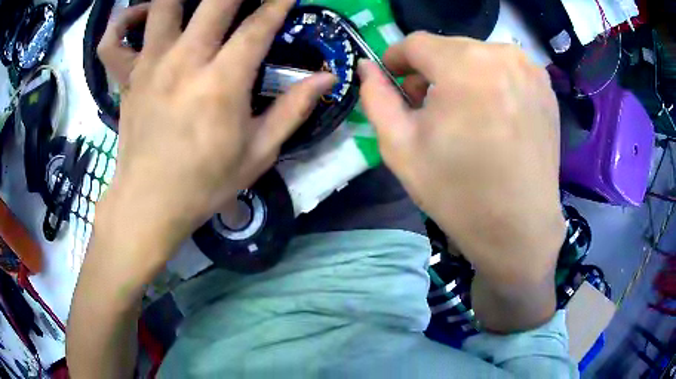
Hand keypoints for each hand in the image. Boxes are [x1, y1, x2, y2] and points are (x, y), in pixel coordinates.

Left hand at [96, 0, 334, 263]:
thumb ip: (293, 109)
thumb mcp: (258, 154)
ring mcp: (149, 65)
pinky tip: (139, 16)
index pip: (257, 27)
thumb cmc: (204, 184)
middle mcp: (184, 62)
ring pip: (161, 6)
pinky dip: (122, 22)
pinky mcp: (126, 77)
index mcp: (221, 83)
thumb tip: (328, 78)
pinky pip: (112, 41)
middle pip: (214, 2)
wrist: (149, 204)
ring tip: (193, 2)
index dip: (278, 3)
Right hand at [359, 33, 565, 287]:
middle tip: (427, 108)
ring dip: (461, 76)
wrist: (519, 229)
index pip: (415, 43)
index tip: (392, 80)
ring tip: (462, 114)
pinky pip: (505, 70)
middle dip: (430, 71)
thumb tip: (366, 68)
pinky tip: (492, 116)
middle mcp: (502, 54)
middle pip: (448, 48)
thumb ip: (376, 98)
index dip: (396, 60)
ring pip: (478, 56)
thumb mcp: (401, 147)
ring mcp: (530, 69)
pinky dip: (490, 83)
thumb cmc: (458, 192)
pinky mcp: (546, 87)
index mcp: (464, 64)